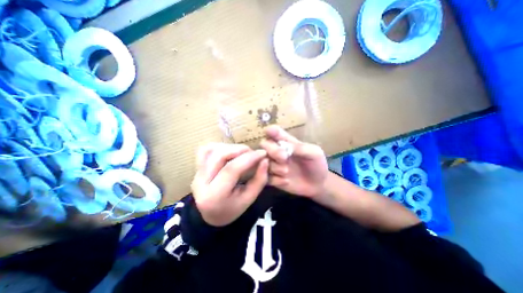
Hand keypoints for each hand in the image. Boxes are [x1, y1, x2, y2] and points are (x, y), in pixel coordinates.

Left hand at [190, 143, 266, 226]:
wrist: (212, 215)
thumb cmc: (232, 209)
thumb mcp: (250, 198)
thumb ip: (259, 179)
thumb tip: (265, 160)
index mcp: (214, 196)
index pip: (231, 170)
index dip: (249, 158)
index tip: (262, 153)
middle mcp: (200, 183)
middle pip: (219, 156)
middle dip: (240, 150)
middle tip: (253, 153)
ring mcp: (196, 174)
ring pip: (211, 150)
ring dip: (230, 147)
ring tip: (242, 153)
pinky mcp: (197, 168)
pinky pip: (205, 150)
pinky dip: (220, 147)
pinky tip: (230, 152)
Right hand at [260, 125, 327, 197]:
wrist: (318, 184)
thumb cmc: (316, 165)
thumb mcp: (314, 153)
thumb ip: (299, 148)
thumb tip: (284, 145)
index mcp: (287, 142)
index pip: (276, 133)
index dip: (271, 131)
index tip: (269, 131)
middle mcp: (277, 151)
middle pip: (265, 144)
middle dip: (273, 150)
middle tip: (284, 157)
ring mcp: (274, 164)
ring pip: (264, 162)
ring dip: (275, 166)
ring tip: (287, 171)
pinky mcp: (273, 178)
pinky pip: (266, 177)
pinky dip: (275, 179)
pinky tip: (286, 181)